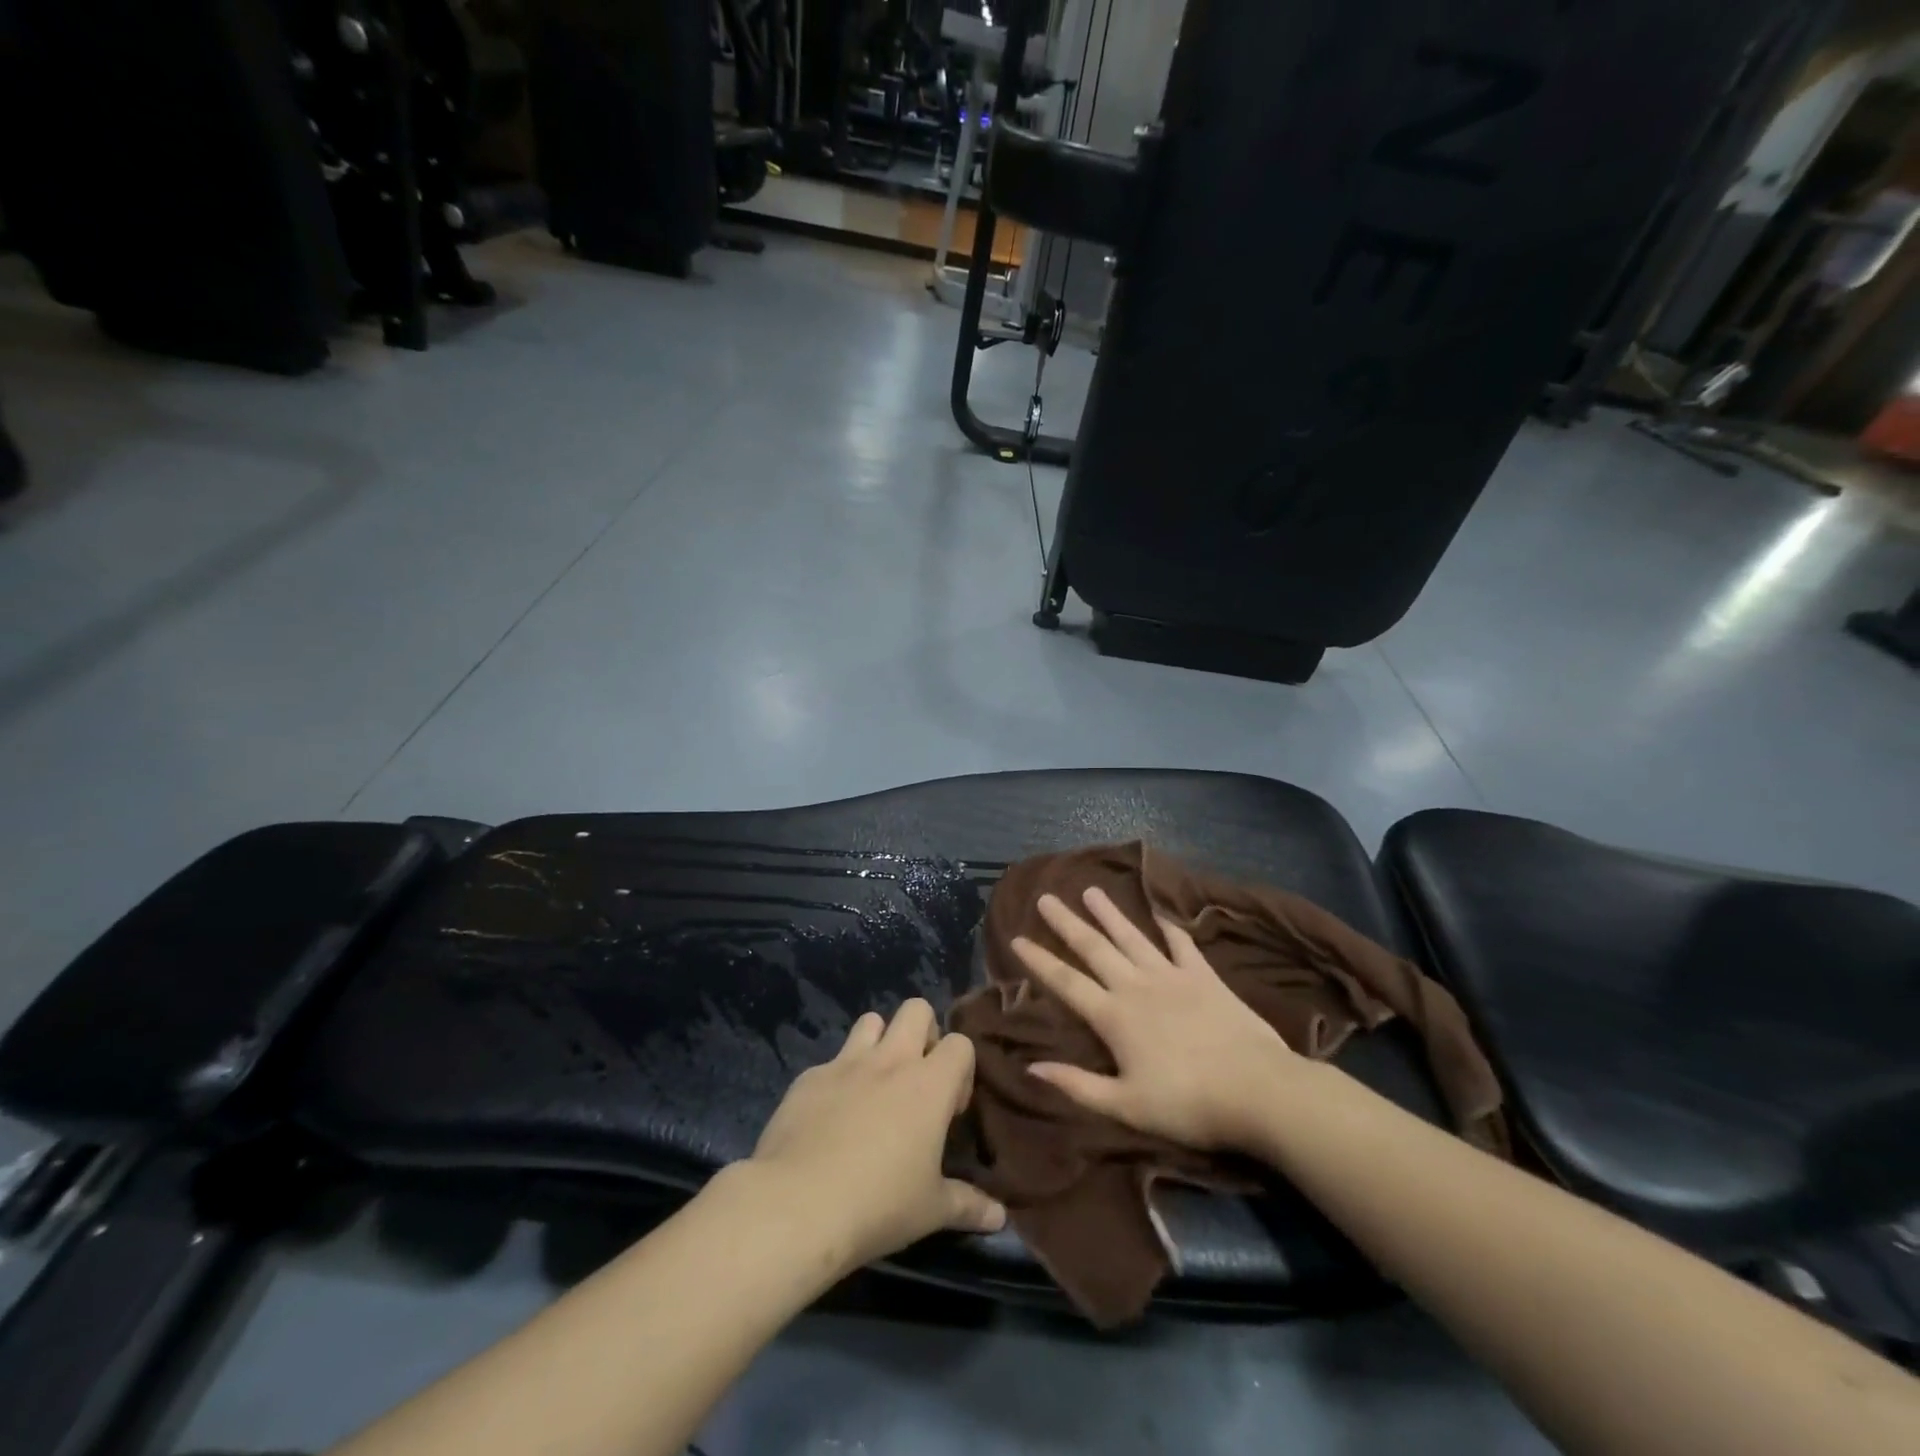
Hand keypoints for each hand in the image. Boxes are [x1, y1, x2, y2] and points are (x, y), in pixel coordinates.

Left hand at [747, 999, 1005, 1276]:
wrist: (796, 1205)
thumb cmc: (878, 1204)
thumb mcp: (931, 1211)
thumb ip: (968, 1205)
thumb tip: (1001, 1217)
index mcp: (928, 1084)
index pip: (960, 1043)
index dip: (960, 1071)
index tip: (949, 1111)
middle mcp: (890, 1060)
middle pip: (916, 1009)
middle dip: (923, 1034)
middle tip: (917, 1081)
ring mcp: (845, 1063)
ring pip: (871, 1021)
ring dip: (879, 1043)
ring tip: (875, 1088)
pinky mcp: (809, 1077)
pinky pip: (831, 1061)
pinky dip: (838, 1080)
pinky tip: (829, 1119)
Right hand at [1011, 889, 1297, 1151]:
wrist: (1257, 1090)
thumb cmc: (1188, 1104)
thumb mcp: (1126, 1106)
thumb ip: (1077, 1085)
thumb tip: (1031, 1068)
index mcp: (1114, 1016)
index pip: (1066, 982)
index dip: (1039, 960)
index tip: (1017, 938)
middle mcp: (1137, 986)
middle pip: (1094, 948)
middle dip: (1067, 923)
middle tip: (1046, 898)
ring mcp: (1172, 976)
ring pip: (1132, 937)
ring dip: (1110, 914)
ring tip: (1091, 891)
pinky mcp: (1205, 977)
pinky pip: (1182, 945)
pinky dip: (1169, 929)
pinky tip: (1160, 915)